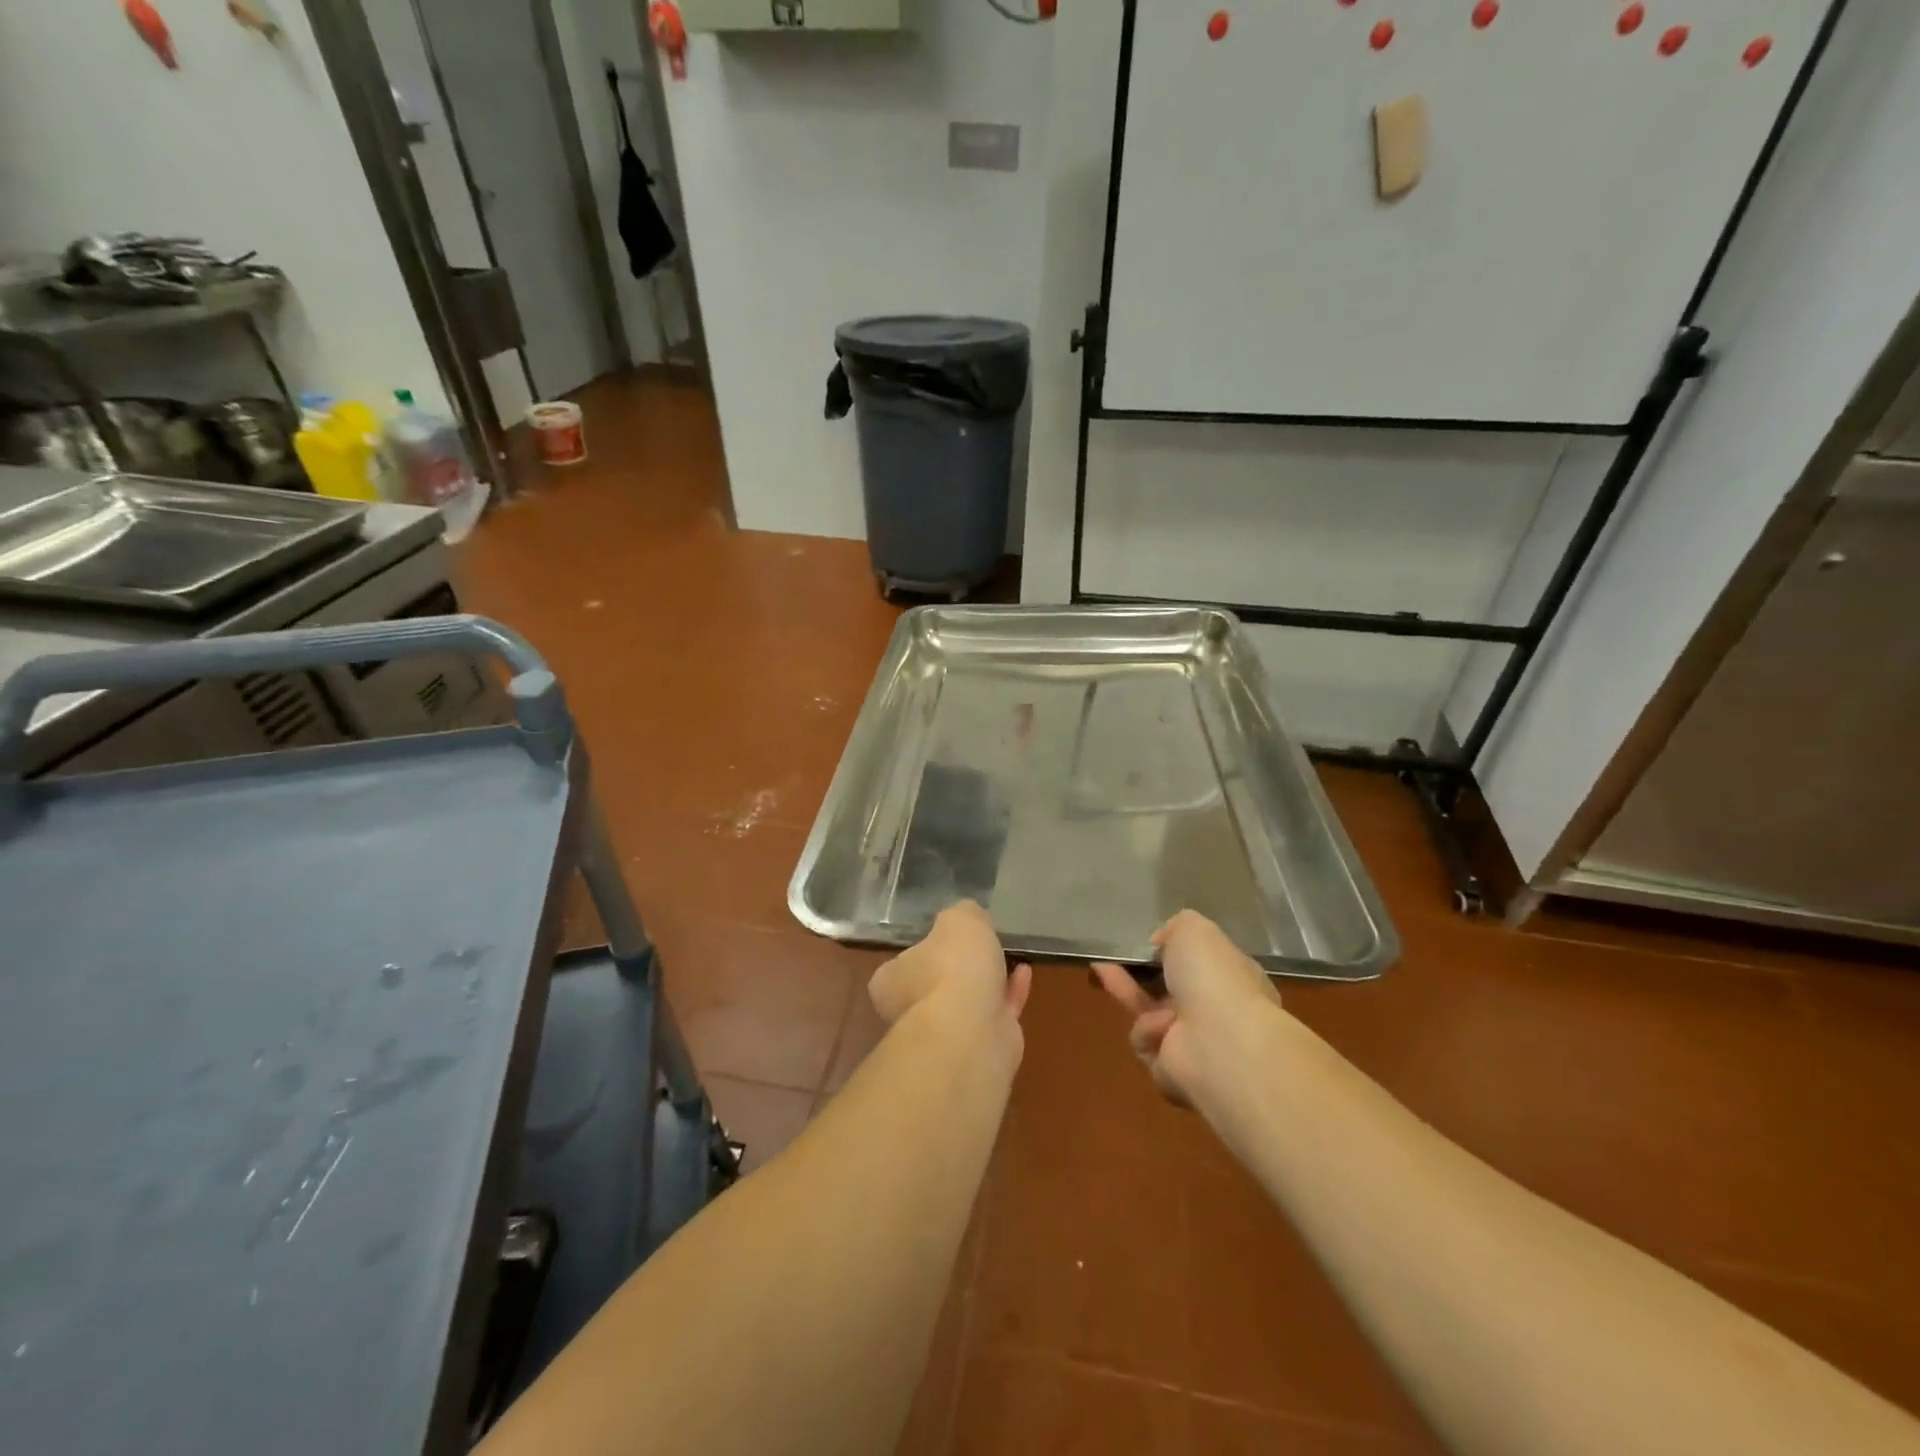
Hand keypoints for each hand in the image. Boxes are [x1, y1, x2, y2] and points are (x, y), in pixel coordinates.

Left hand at [868, 901, 1032, 1049]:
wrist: (973, 1030)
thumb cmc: (951, 967)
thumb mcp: (958, 920)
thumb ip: (961, 915)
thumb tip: (965, 918)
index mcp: (891, 982)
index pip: (900, 964)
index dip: (924, 949)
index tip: (946, 937)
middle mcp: (911, 1012)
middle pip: (935, 984)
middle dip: (958, 968)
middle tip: (980, 946)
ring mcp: (946, 1035)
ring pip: (967, 1002)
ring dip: (987, 980)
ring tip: (1007, 955)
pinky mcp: (980, 1048)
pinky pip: (996, 1013)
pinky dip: (1010, 993)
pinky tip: (1024, 972)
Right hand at [1093, 910, 1282, 1107]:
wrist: (1219, 1042)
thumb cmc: (1212, 977)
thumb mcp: (1193, 928)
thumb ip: (1175, 927)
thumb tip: (1161, 943)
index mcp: (1232, 977)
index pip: (1200, 963)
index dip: (1172, 953)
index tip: (1148, 944)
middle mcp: (1218, 1011)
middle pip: (1167, 989)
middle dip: (1137, 973)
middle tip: (1109, 958)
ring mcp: (1197, 1043)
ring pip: (1149, 1014)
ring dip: (1131, 995)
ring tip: (1108, 972)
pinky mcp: (1175, 1071)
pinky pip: (1146, 1042)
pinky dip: (1148, 1032)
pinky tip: (1159, 1028)